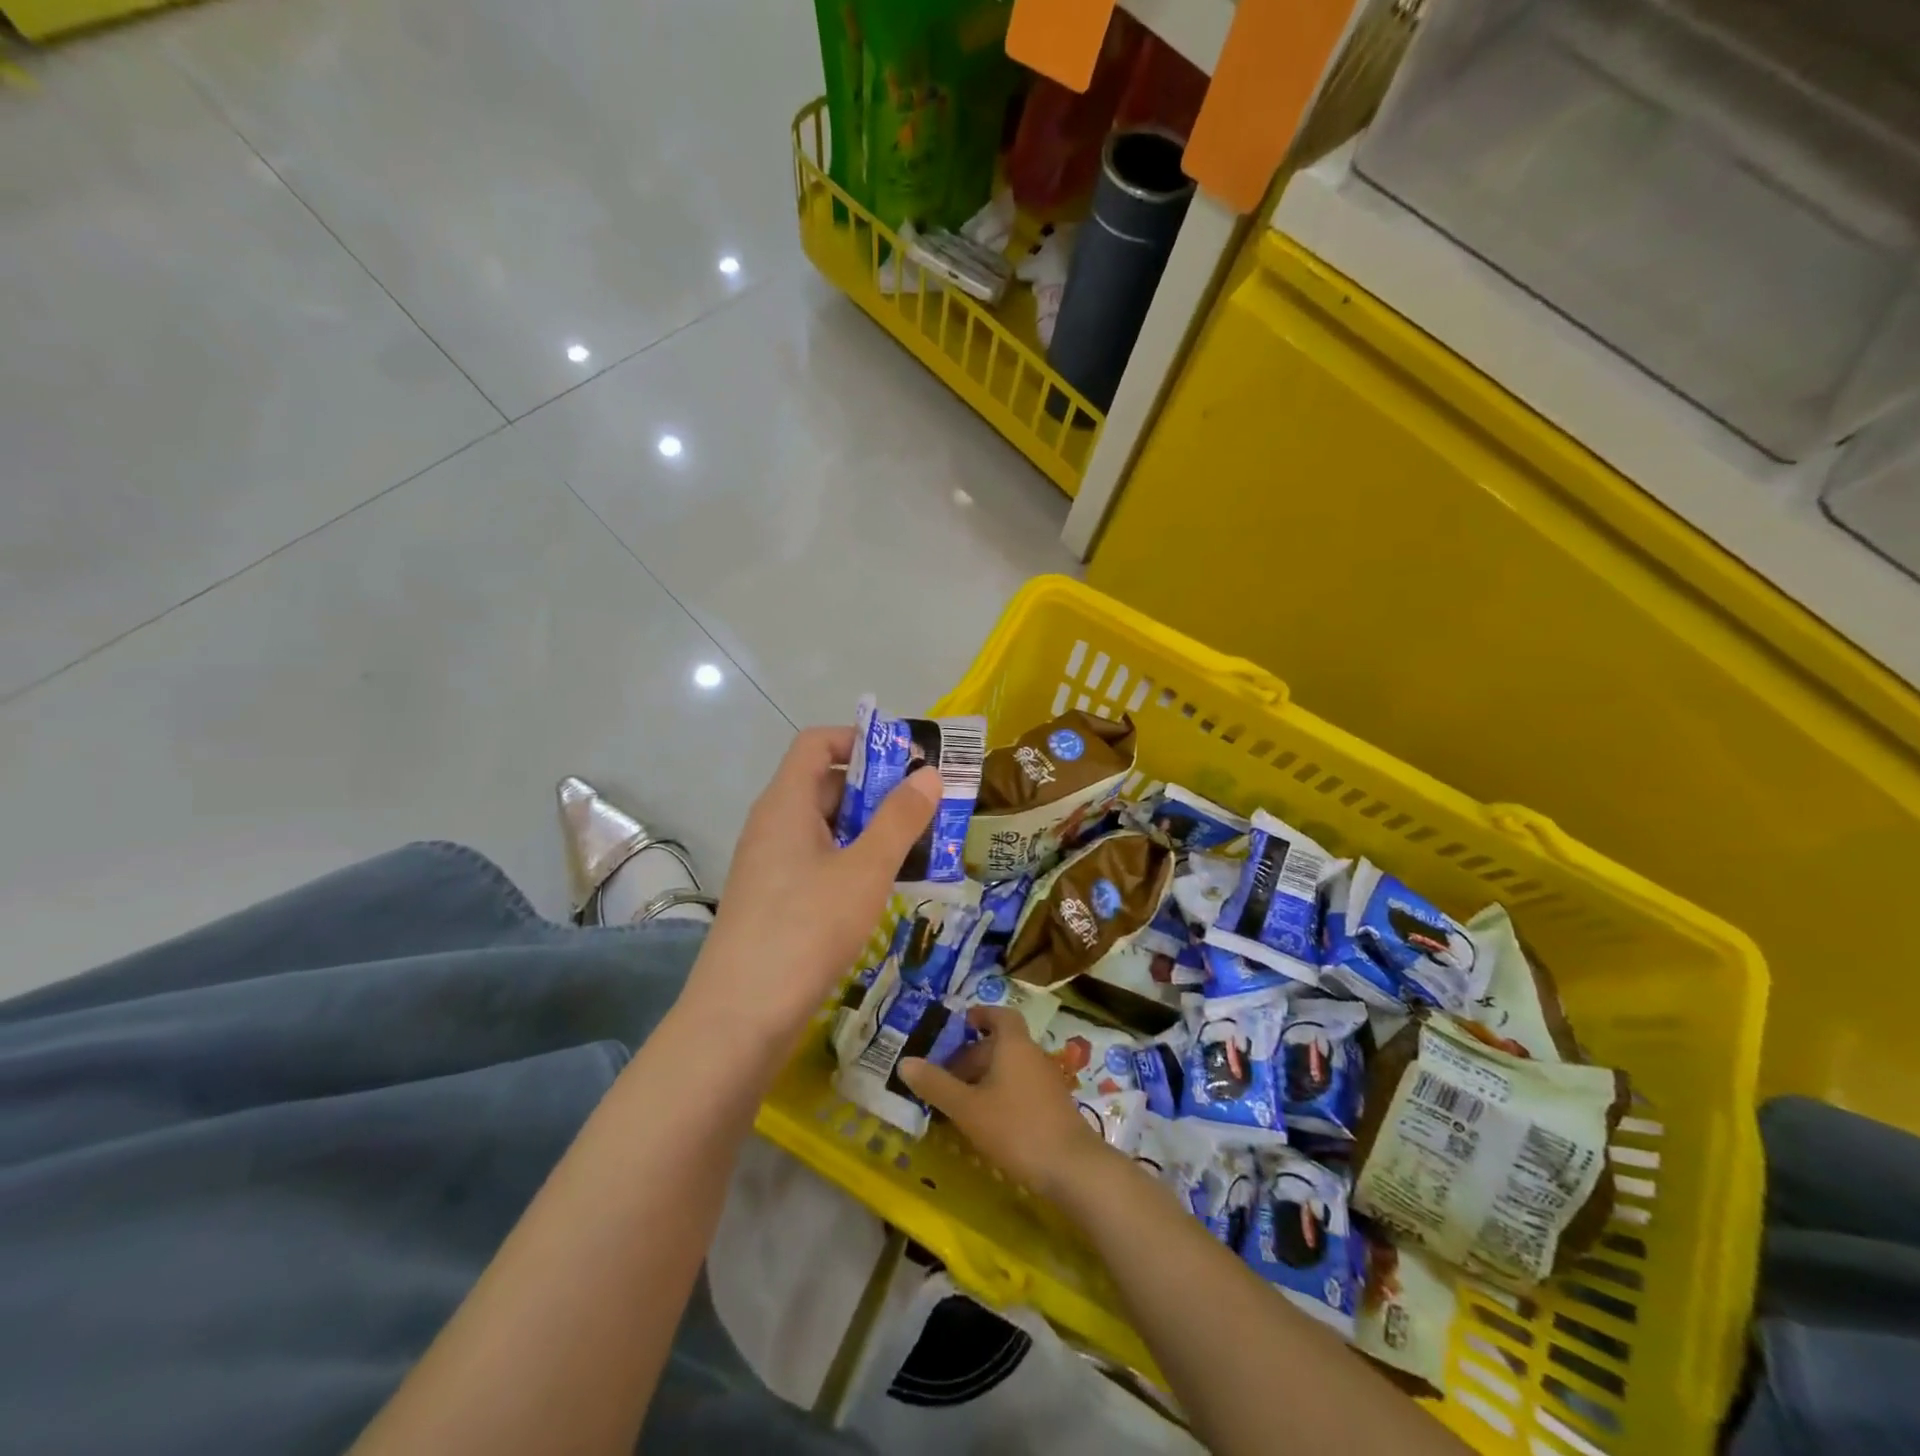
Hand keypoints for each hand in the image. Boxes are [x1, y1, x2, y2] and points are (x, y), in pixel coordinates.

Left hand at [687, 726, 939, 1048]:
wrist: (740, 1017)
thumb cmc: (807, 929)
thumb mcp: (865, 870)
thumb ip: (900, 819)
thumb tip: (930, 774)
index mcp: (786, 803)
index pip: (817, 742)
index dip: (861, 739)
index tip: (908, 760)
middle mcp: (773, 824)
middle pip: (825, 783)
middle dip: (877, 790)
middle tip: (926, 810)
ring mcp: (770, 864)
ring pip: (825, 827)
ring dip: (870, 829)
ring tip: (917, 849)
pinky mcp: (774, 899)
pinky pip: (818, 861)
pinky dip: (852, 861)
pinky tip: (883, 888)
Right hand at [899, 1006, 1113, 1200]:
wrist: (1073, 1168)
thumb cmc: (1016, 1128)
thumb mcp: (968, 1108)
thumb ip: (936, 1085)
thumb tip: (905, 1062)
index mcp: (1013, 1045)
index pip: (1000, 1015)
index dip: (981, 1015)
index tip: (962, 1023)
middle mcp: (1033, 1055)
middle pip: (1001, 1044)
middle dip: (974, 1055)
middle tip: (947, 1076)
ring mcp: (1047, 1081)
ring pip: (1011, 1068)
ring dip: (987, 1078)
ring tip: (961, 1102)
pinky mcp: (1054, 1107)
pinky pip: (1022, 1088)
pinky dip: (1002, 1095)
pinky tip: (988, 1123)